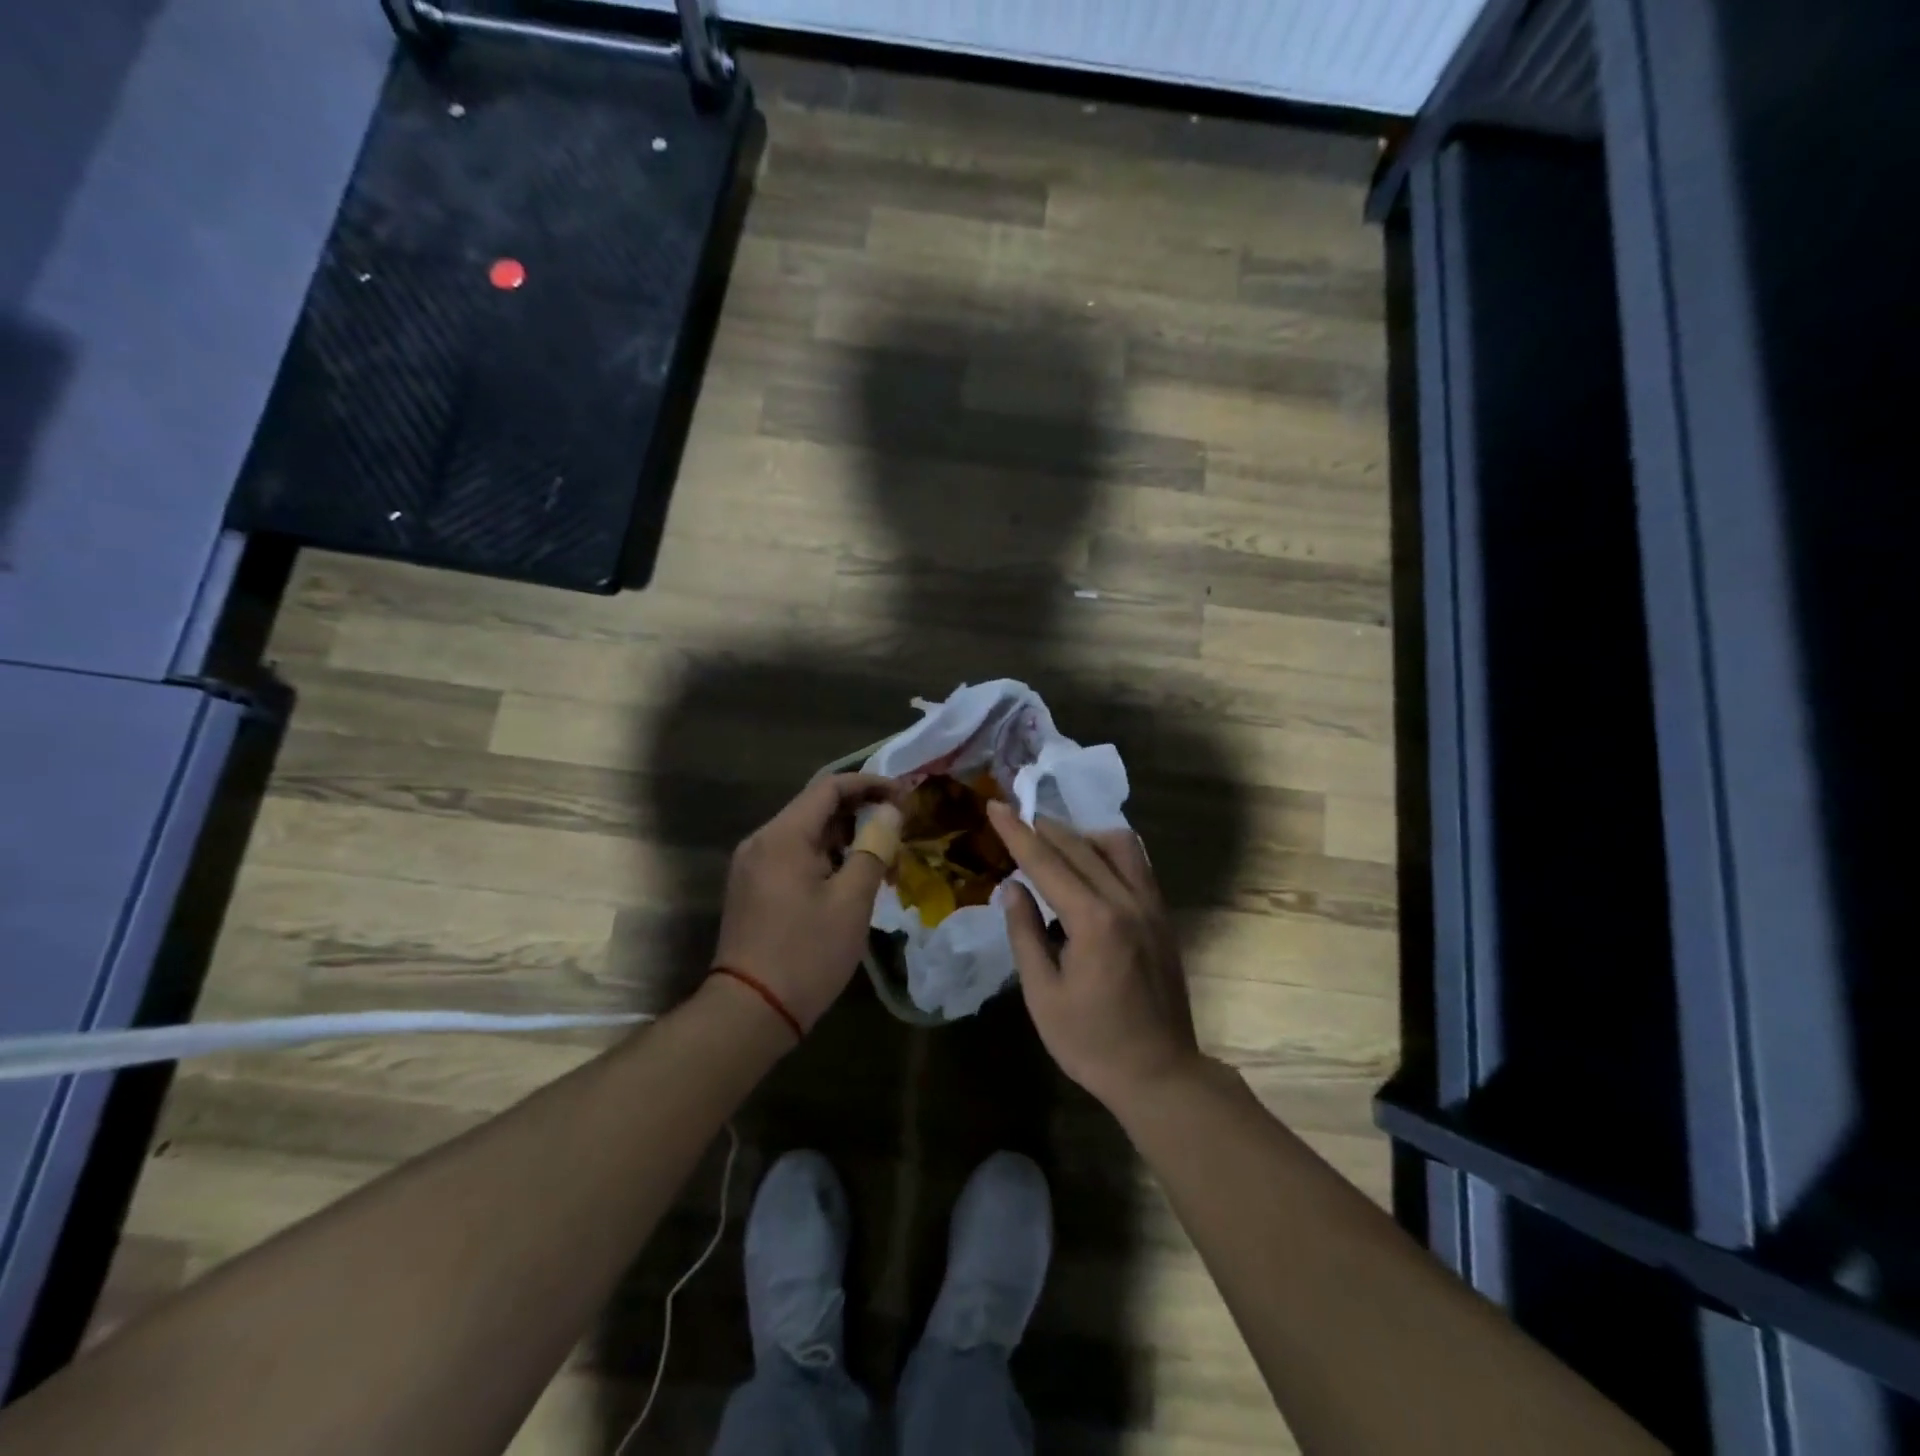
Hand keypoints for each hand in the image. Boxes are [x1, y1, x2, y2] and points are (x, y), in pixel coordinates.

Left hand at [712, 774, 904, 1033]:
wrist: (750, 1011)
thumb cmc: (807, 953)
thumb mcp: (851, 901)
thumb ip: (874, 849)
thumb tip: (890, 813)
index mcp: (783, 836)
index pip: (830, 787)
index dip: (870, 784)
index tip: (904, 796)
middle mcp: (761, 841)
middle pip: (815, 808)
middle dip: (859, 811)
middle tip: (898, 826)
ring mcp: (752, 866)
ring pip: (805, 834)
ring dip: (843, 837)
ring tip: (881, 855)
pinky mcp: (752, 889)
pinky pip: (792, 857)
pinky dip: (824, 857)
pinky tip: (849, 878)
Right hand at [986, 801, 1204, 1110]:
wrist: (1160, 1073)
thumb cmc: (1091, 1042)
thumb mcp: (1043, 995)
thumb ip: (1025, 934)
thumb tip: (1013, 887)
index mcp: (1094, 921)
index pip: (1047, 862)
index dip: (1017, 832)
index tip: (995, 805)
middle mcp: (1127, 901)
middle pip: (1080, 846)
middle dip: (1044, 828)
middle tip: (1015, 818)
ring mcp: (1151, 906)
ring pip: (1118, 846)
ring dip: (1082, 835)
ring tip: (1054, 845)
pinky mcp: (1163, 916)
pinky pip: (1137, 864)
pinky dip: (1109, 852)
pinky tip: (1091, 865)